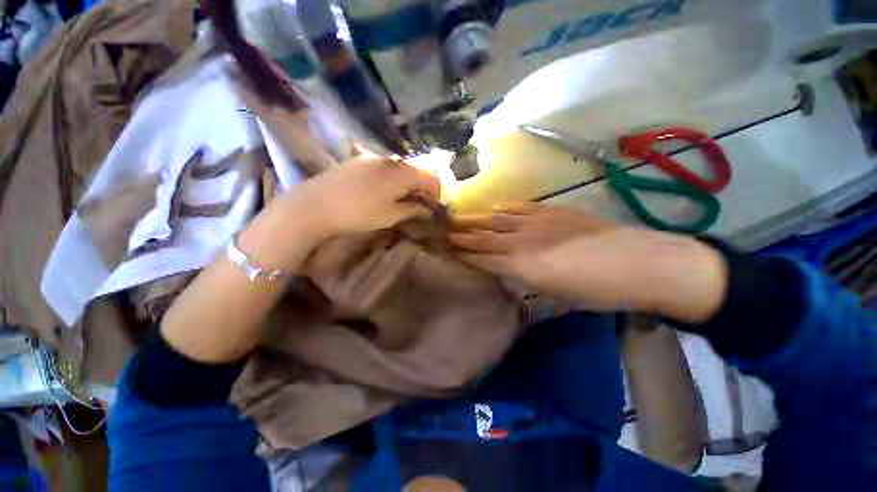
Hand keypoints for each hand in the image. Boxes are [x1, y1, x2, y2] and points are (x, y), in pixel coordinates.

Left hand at [284, 157, 441, 236]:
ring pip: (400, 169)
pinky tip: (383, 192)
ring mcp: (373, 157)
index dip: (436, 194)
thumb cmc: (358, 213)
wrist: (315, 205)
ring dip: (407, 184)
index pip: (431, 178)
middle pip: (417, 171)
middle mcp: (390, 159)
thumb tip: (427, 210)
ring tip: (401, 200)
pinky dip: (392, 179)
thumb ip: (413, 210)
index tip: (432, 209)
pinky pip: (384, 167)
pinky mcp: (359, 160)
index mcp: (402, 172)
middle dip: (422, 189)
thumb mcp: (390, 215)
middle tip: (418, 206)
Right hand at [450, 203, 726, 321]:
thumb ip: (527, 280)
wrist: (641, 263)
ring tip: (457, 217)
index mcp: (525, 266)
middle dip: (463, 236)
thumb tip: (509, 274)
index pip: (485, 259)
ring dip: (476, 220)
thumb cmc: (599, 290)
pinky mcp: (553, 212)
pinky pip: (522, 209)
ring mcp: (539, 223)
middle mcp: (525, 242)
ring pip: (498, 220)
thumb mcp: (558, 295)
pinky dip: (505, 209)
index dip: (466, 255)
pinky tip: (495, 208)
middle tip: (443, 231)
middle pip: (485, 237)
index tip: (448, 251)